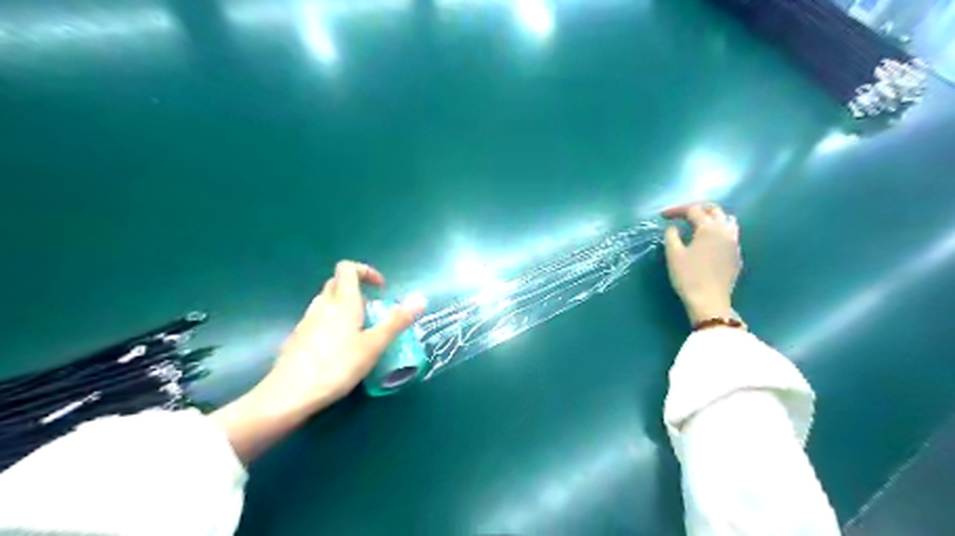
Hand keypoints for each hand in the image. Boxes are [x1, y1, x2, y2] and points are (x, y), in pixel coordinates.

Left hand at [213, 261, 427, 462]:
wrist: (289, 395)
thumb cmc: (337, 366)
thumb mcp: (374, 345)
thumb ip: (397, 321)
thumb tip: (421, 297)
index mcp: (342, 302)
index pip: (348, 268)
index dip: (366, 272)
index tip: (381, 290)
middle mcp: (322, 306)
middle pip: (337, 284)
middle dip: (357, 291)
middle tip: (373, 312)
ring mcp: (306, 322)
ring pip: (327, 303)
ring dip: (345, 308)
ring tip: (360, 333)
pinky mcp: (297, 339)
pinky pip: (318, 321)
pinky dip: (333, 324)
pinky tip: (339, 351)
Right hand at [661, 204, 741, 323]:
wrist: (709, 301)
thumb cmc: (688, 276)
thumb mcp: (673, 254)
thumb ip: (672, 235)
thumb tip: (673, 227)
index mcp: (709, 228)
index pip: (693, 210)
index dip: (676, 210)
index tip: (662, 216)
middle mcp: (725, 231)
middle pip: (714, 210)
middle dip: (697, 209)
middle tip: (681, 215)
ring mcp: (734, 243)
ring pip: (727, 220)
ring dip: (712, 217)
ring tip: (698, 224)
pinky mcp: (736, 256)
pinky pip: (730, 235)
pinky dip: (718, 231)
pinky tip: (709, 241)